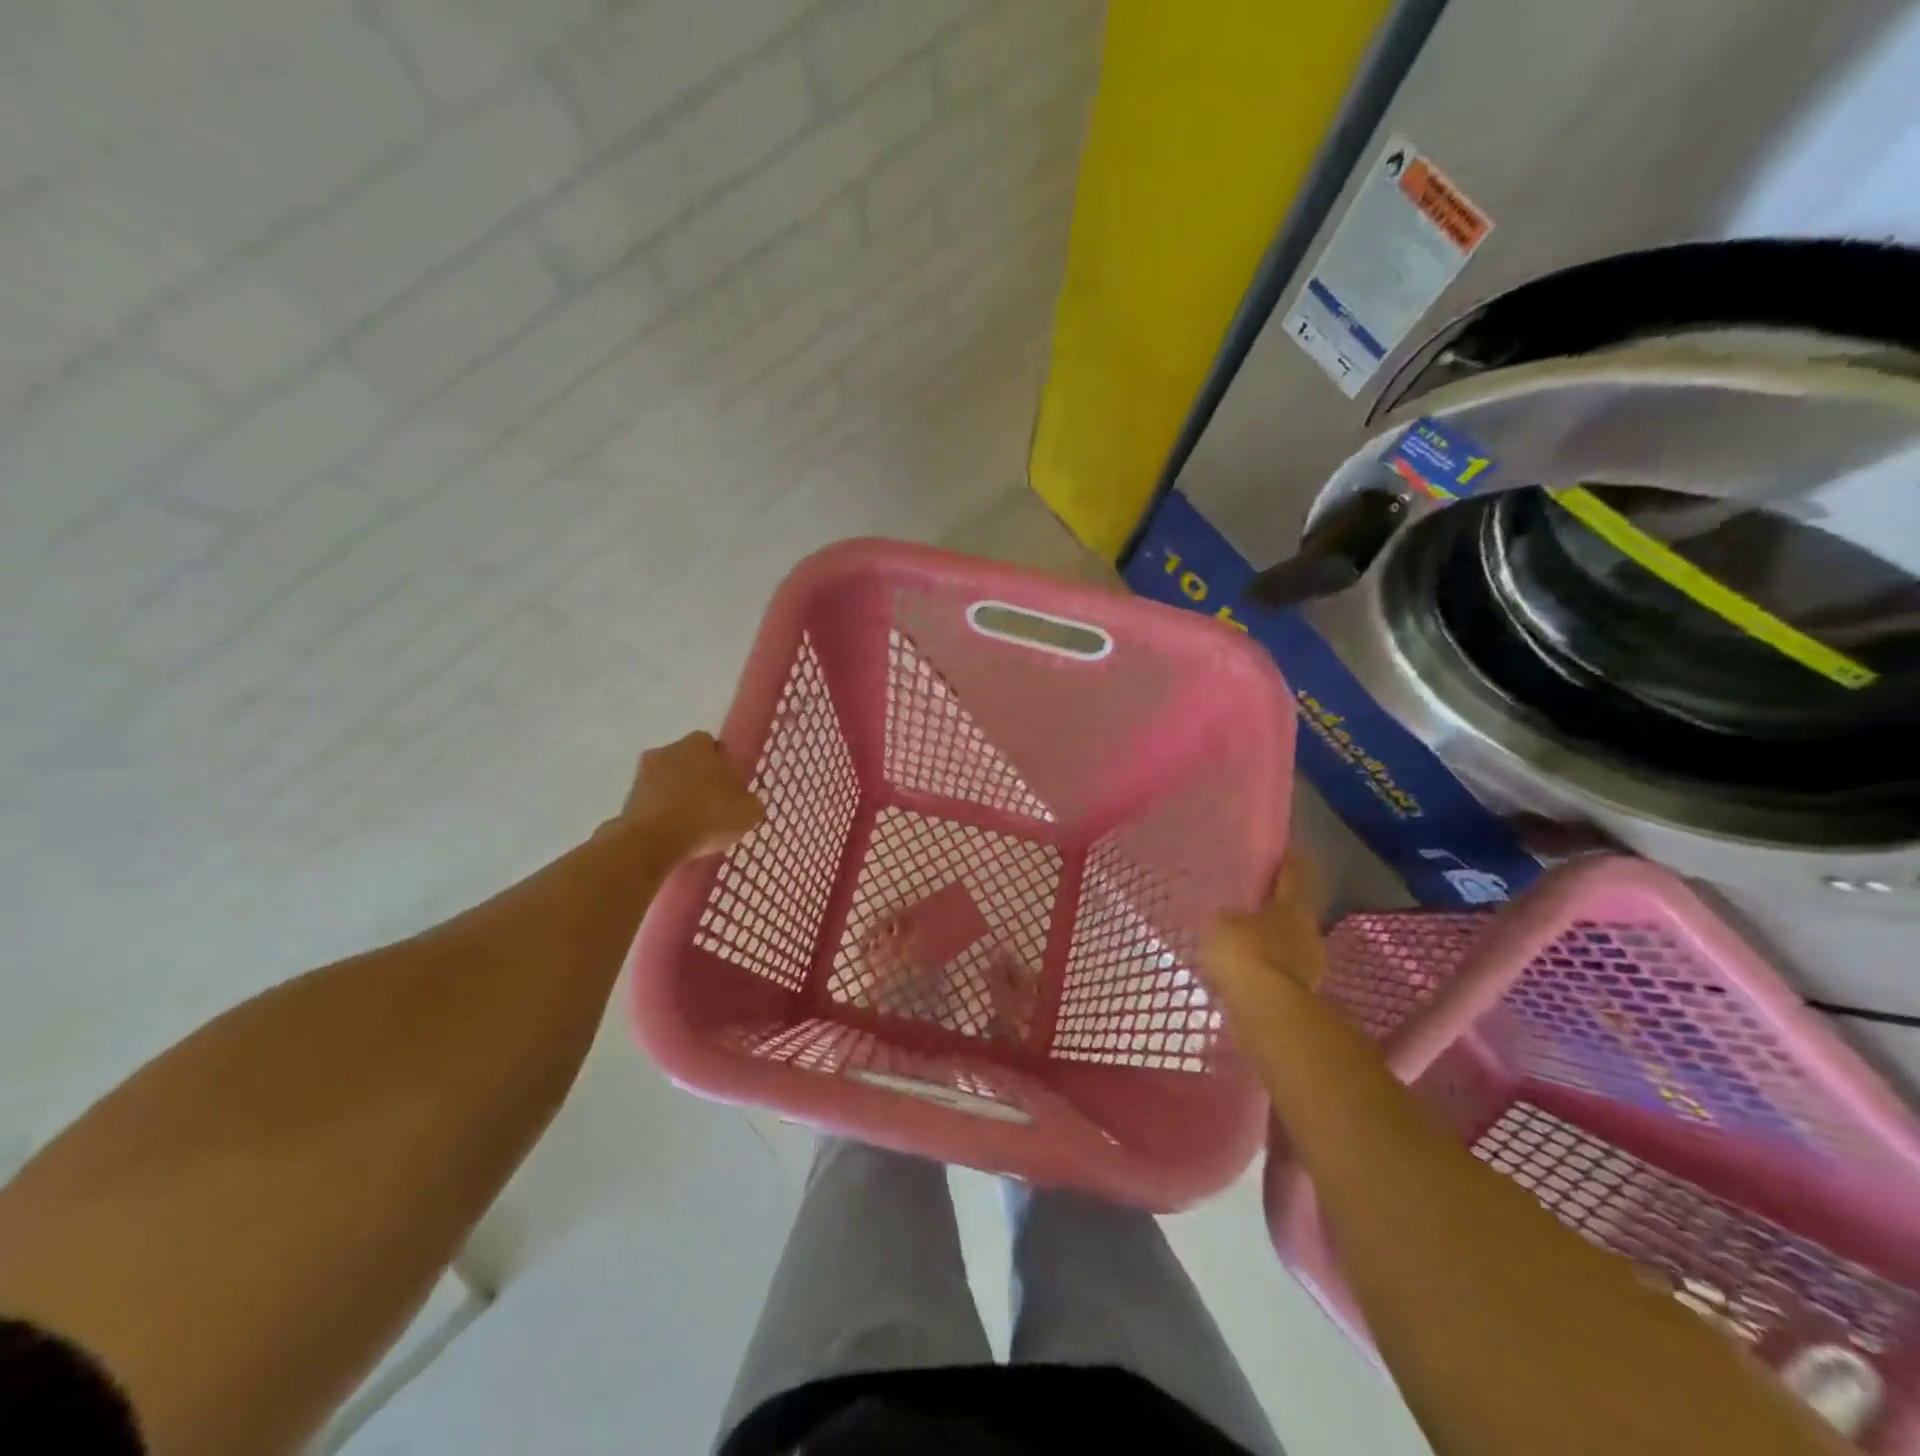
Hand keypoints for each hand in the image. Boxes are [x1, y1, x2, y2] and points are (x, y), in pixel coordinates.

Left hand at [617, 731, 764, 859]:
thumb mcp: (749, 812)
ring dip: (678, 796)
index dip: (725, 769)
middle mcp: (670, 749)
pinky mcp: (627, 797)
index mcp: (700, 744)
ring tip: (691, 825)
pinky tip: (672, 833)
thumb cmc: (707, 817)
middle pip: (690, 762)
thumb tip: (746, 801)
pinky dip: (662, 813)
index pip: (717, 749)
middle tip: (712, 807)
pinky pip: (653, 802)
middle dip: (699, 780)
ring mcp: (643, 772)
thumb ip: (750, 801)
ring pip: (669, 781)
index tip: (731, 792)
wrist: (652, 841)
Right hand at [1203, 853, 1326, 998]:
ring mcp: (1308, 965)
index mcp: (1294, 904)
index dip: (1286, 859)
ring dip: (1269, 939)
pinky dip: (1264, 966)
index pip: (1294, 871)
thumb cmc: (1245, 953)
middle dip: (1274, 904)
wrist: (1267, 1014)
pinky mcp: (1298, 993)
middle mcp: (1308, 930)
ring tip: (1241, 937)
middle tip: (1249, 899)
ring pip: (1286, 941)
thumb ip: (1226, 915)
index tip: (1277, 851)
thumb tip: (1230, 917)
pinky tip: (1244, 968)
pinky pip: (1277, 970)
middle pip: (1293, 909)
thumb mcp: (1221, 923)